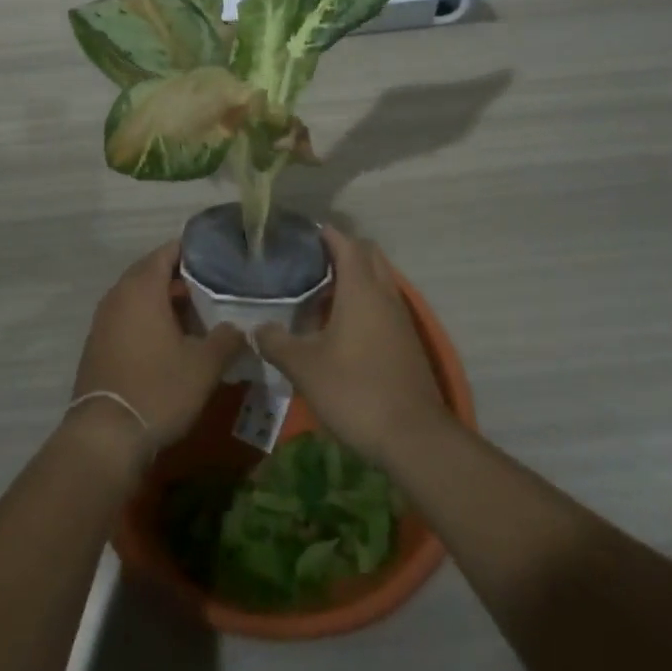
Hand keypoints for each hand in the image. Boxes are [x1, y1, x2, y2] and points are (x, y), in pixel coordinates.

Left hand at [72, 242, 241, 454]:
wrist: (106, 435)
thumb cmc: (159, 389)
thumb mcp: (204, 365)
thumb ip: (227, 339)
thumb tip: (241, 328)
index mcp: (142, 288)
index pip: (165, 252)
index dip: (190, 251)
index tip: (216, 256)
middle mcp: (118, 296)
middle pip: (149, 272)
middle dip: (178, 276)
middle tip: (211, 285)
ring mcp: (103, 320)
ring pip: (137, 296)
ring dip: (162, 299)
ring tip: (194, 312)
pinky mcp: (98, 344)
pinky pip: (127, 317)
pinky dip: (147, 318)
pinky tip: (169, 339)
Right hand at [253, 228, 447, 464]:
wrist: (414, 438)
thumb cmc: (355, 391)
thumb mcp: (304, 368)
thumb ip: (276, 343)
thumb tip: (257, 329)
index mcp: (361, 290)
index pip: (346, 244)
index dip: (326, 234)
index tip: (302, 233)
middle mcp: (385, 295)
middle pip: (369, 256)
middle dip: (342, 252)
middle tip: (309, 263)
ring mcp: (400, 319)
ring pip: (378, 281)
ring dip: (353, 280)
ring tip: (318, 295)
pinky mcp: (407, 343)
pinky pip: (383, 306)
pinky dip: (363, 303)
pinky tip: (339, 329)